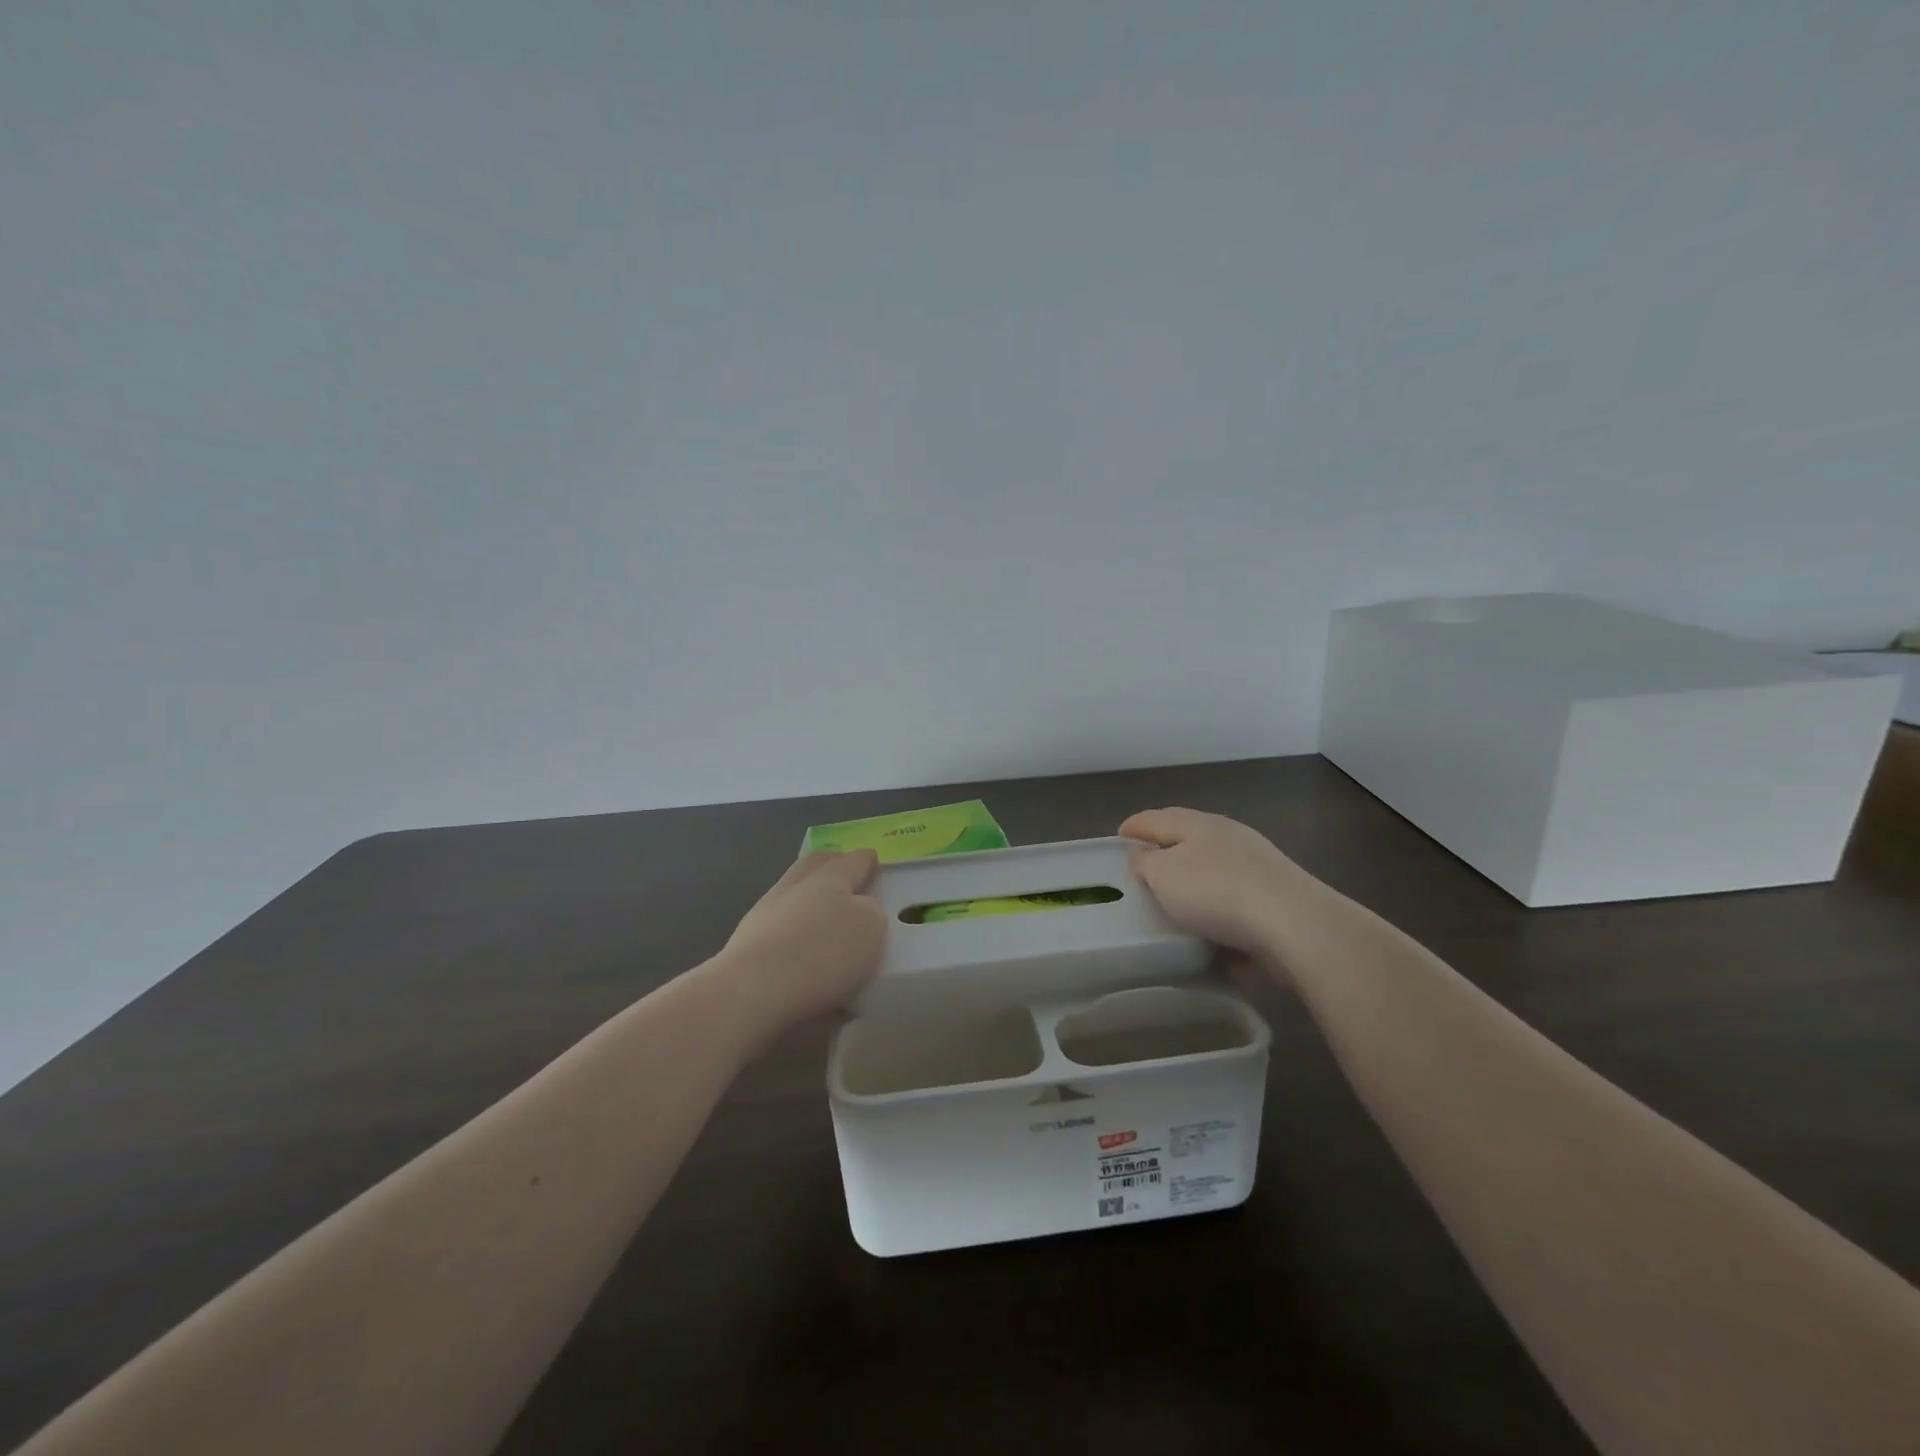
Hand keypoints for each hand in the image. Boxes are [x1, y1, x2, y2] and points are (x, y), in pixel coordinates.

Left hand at [713, 850, 887, 1034]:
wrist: (750, 994)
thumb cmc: (821, 954)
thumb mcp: (870, 928)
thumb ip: (871, 912)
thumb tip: (859, 910)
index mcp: (829, 877)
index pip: (853, 861)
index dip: (867, 860)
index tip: (874, 861)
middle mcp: (794, 887)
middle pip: (815, 866)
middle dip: (832, 865)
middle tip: (847, 874)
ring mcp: (765, 915)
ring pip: (793, 895)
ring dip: (809, 899)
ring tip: (825, 916)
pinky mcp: (747, 946)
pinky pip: (778, 928)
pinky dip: (793, 931)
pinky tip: (803, 952)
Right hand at [1119, 807, 1316, 964]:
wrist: (1294, 925)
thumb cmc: (1216, 892)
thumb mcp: (1163, 875)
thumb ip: (1145, 863)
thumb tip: (1142, 856)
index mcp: (1197, 823)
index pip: (1156, 818)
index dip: (1134, 827)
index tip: (1118, 837)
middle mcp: (1227, 836)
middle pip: (1186, 837)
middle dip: (1164, 848)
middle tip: (1141, 866)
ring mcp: (1256, 864)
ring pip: (1212, 865)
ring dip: (1192, 878)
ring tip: (1172, 897)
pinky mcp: (1274, 895)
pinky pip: (1232, 895)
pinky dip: (1215, 903)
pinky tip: (1208, 922)